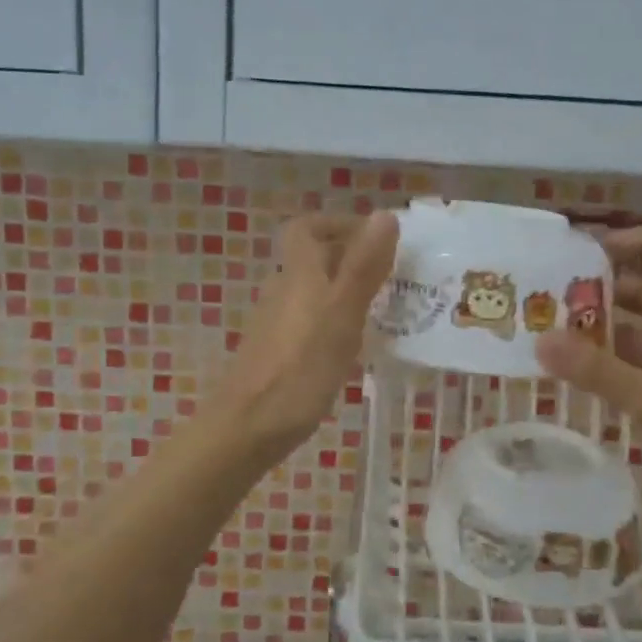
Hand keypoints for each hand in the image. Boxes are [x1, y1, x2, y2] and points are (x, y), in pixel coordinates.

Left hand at [211, 212, 398, 462]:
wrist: (248, 426)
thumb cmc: (301, 367)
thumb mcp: (342, 313)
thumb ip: (364, 266)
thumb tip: (385, 214)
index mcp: (299, 273)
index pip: (307, 227)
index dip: (338, 224)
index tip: (375, 238)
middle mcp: (283, 290)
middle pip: (313, 259)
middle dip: (352, 259)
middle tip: (392, 277)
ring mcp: (276, 323)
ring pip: (314, 292)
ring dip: (346, 292)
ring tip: (383, 312)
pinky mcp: (277, 351)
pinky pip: (310, 321)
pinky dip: (334, 321)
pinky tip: (354, 347)